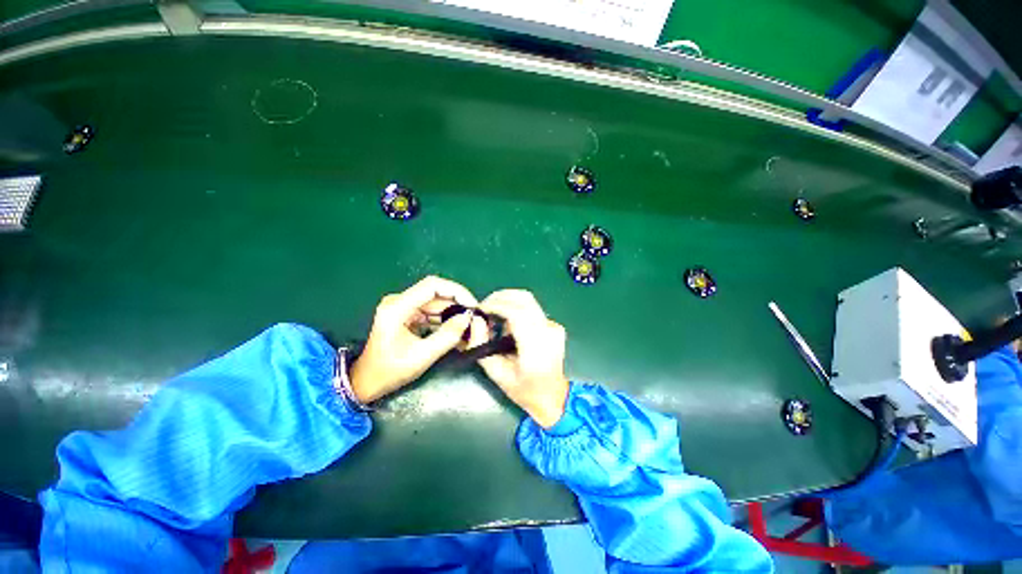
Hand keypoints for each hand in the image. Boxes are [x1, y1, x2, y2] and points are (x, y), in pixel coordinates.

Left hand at [349, 276, 476, 402]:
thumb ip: (448, 336)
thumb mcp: (422, 356)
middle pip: (436, 294)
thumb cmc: (390, 371)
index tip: (472, 305)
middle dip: (457, 304)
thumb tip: (468, 318)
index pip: (432, 286)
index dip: (456, 291)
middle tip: (475, 318)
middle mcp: (400, 302)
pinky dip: (445, 321)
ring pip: (436, 304)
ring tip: (469, 326)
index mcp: (398, 307)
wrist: (366, 383)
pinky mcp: (407, 316)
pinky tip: (457, 330)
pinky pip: (431, 313)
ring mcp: (403, 308)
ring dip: (453, 313)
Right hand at [470, 290, 569, 428]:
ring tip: (494, 315)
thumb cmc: (523, 389)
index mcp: (536, 347)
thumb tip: (477, 319)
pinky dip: (516, 309)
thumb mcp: (496, 373)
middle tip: (485, 308)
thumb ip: (482, 345)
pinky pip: (532, 309)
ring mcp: (554, 327)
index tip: (481, 309)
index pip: (517, 313)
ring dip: (508, 301)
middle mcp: (548, 332)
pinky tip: (508, 325)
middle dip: (500, 297)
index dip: (496, 305)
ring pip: (528, 300)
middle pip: (524, 299)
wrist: (552, 396)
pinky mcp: (554, 325)